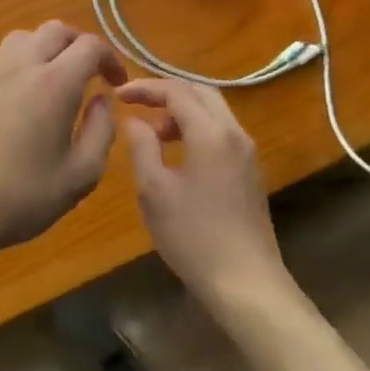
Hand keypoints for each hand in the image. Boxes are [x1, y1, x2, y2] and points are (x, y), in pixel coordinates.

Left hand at [0, 22, 126, 262]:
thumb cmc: (21, 198)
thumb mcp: (79, 176)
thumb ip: (101, 132)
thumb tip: (102, 101)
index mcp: (54, 84)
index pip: (89, 45)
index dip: (110, 58)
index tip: (117, 83)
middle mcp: (22, 67)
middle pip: (56, 30)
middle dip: (80, 44)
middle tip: (93, 74)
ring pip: (25, 37)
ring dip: (49, 47)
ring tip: (60, 78)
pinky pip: (4, 57)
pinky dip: (25, 61)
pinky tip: (28, 97)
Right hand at [119, 79, 294, 315]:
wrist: (246, 282)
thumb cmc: (194, 236)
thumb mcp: (155, 192)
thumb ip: (142, 147)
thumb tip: (135, 121)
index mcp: (211, 133)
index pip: (177, 91)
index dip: (145, 87)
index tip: (118, 93)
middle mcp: (235, 134)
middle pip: (201, 92)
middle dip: (167, 92)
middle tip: (136, 103)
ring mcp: (247, 153)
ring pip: (214, 112)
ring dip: (183, 111)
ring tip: (153, 133)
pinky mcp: (250, 172)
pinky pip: (222, 132)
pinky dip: (197, 129)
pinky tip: (177, 155)